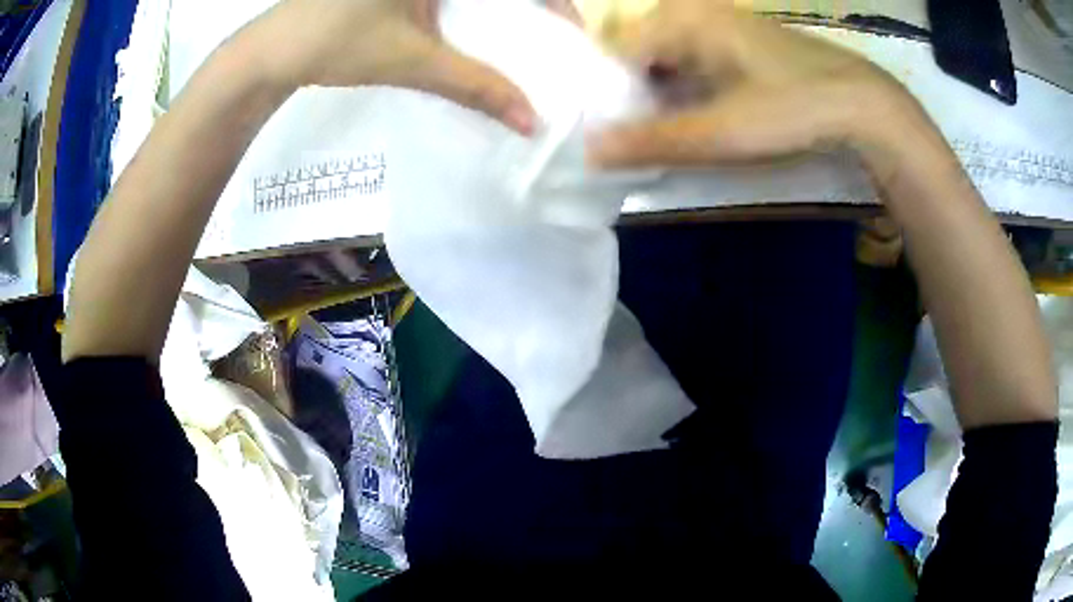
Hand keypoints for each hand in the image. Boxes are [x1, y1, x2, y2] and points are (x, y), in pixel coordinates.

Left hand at [242, 0, 584, 134]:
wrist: (272, 50)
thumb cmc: (333, 45)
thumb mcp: (411, 61)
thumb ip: (475, 86)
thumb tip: (528, 122)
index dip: (553, 0)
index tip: (569, 26)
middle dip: (530, 5)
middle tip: (549, 27)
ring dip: (498, 9)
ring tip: (520, 27)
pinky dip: (469, 7)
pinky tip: (472, 21)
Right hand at [587, 0, 928, 177]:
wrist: (862, 105)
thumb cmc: (792, 109)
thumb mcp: (720, 132)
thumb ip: (652, 141)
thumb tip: (588, 151)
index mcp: (680, 19)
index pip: (615, 54)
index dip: (607, 97)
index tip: (610, 136)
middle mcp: (694, 13)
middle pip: (640, 56)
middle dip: (633, 98)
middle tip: (636, 141)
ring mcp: (720, 27)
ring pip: (668, 61)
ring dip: (661, 98)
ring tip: (664, 136)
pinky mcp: (740, 45)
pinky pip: (695, 64)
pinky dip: (688, 92)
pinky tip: (699, 120)